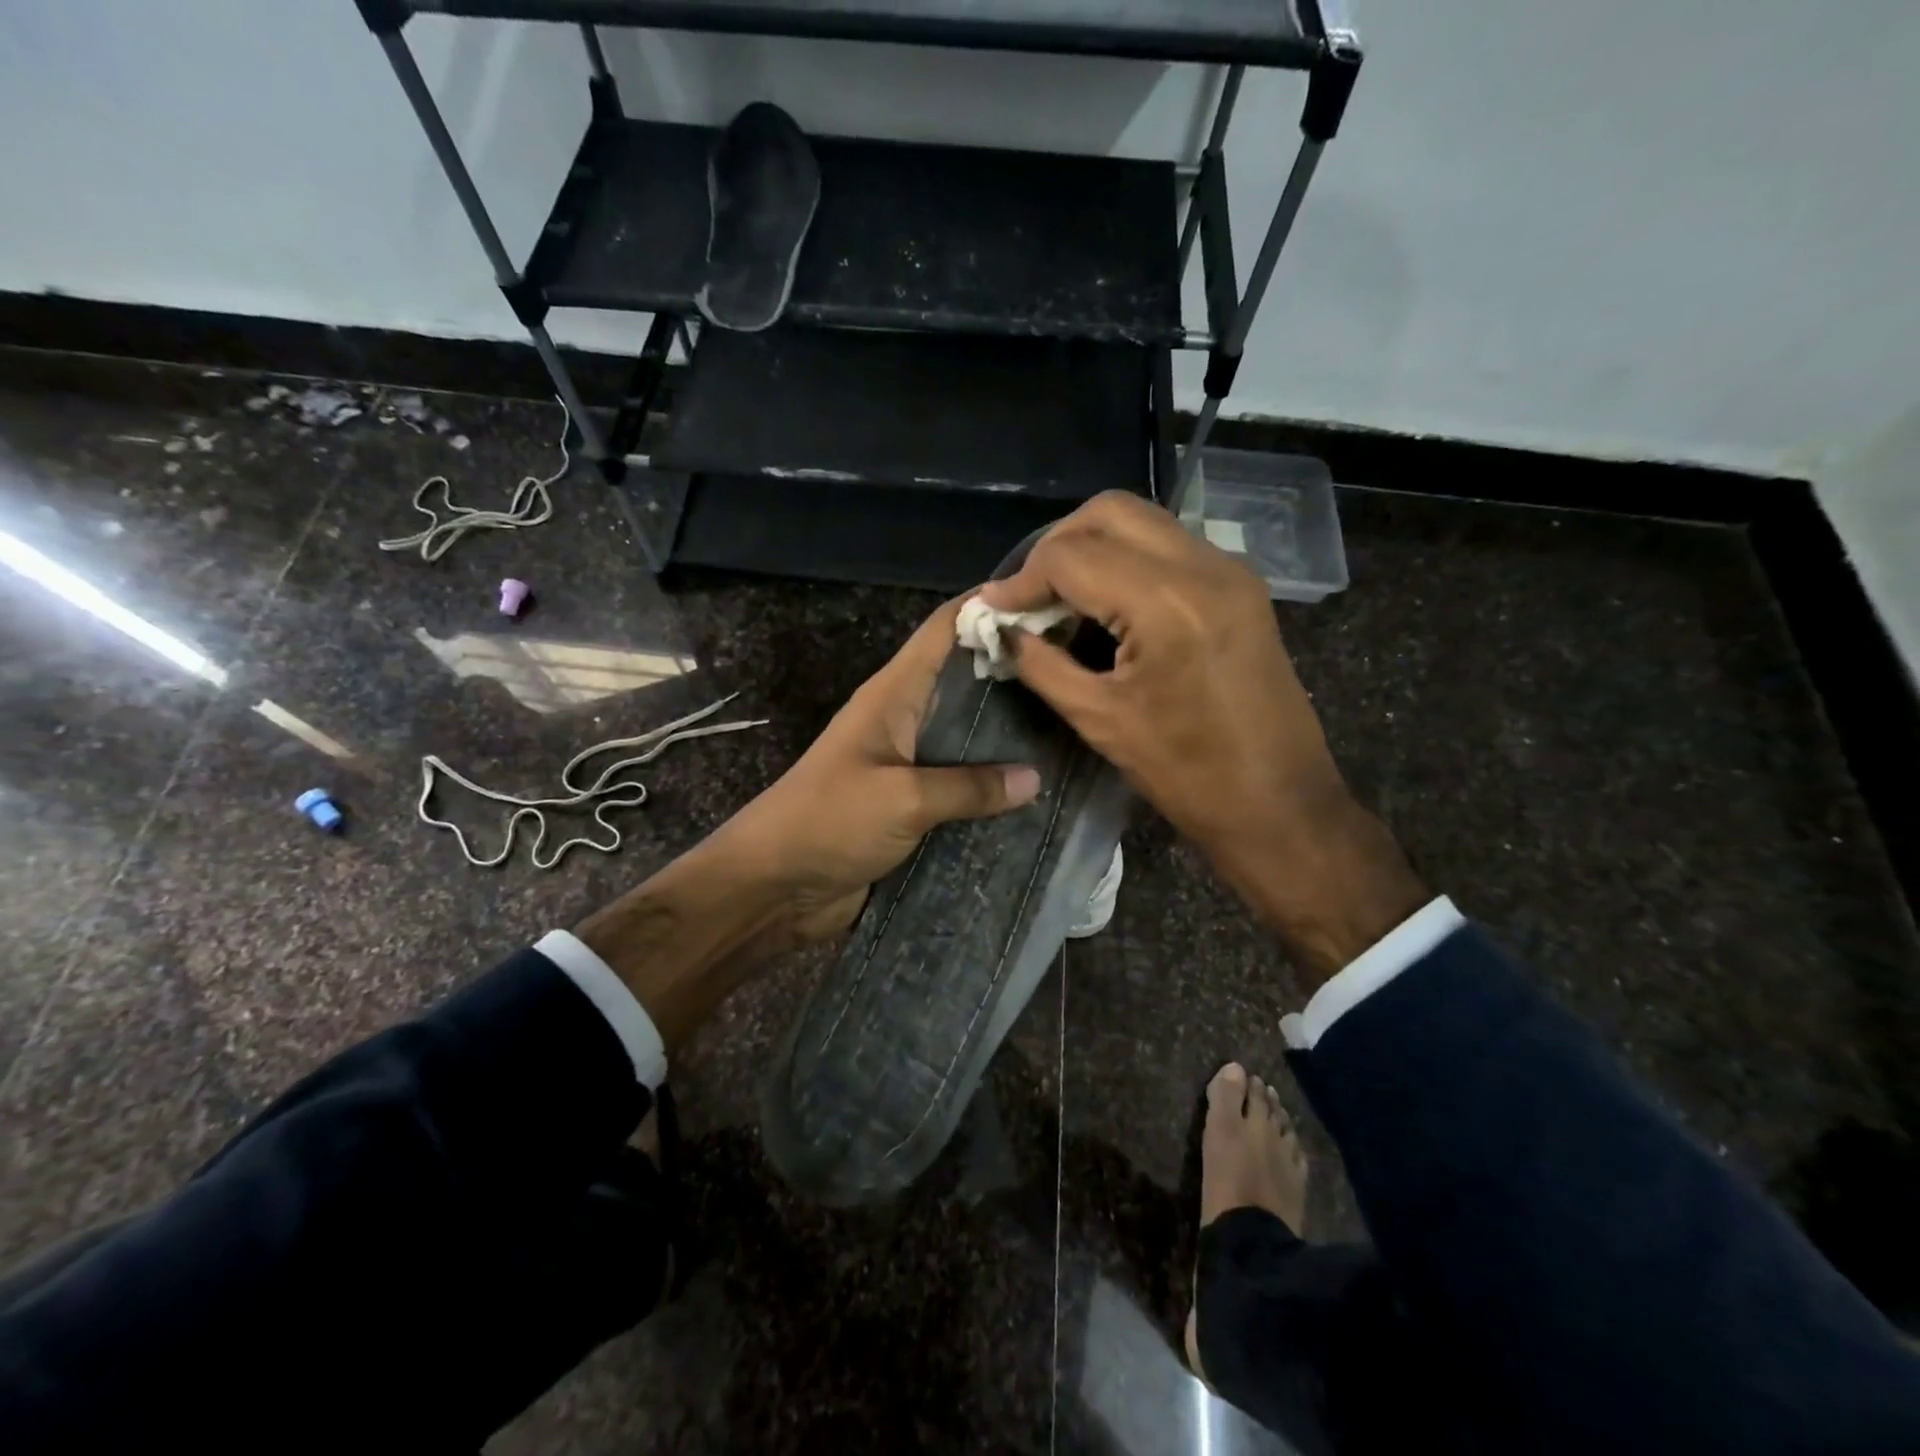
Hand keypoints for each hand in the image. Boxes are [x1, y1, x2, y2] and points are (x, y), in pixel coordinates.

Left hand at [578, 599, 1037, 1050]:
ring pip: (968, 735)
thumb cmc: (828, 823)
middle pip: (965, 680)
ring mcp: (909, 762)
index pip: (943, 630)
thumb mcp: (902, 799)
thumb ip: (968, 787)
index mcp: (894, 696)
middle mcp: (905, 719)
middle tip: (1077, 670)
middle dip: (1014, 671)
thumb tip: (1034, 778)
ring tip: (1072, 724)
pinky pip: (961, 784)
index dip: (988, 606)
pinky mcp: (913, 804)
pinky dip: (994, 784)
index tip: (1046, 600)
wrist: (775, 886)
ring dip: (1010, 732)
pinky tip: (1039, 789)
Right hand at [982, 492, 1425, 983]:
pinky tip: (1105, 606)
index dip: (1022, 579)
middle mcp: (1203, 567)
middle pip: (1109, 512)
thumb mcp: (1099, 720)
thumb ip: (1042, 665)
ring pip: (1142, 522)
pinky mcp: (1241, 586)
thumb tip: (1005, 632)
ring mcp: (1230, 571)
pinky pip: (1169, 548)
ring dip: (1092, 549)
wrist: (1279, 804)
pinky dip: (1126, 561)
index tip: (995, 609)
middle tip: (1028, 594)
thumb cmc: (1187, 774)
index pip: (1072, 555)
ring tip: (1060, 600)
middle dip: (1056, 545)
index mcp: (1166, 603)